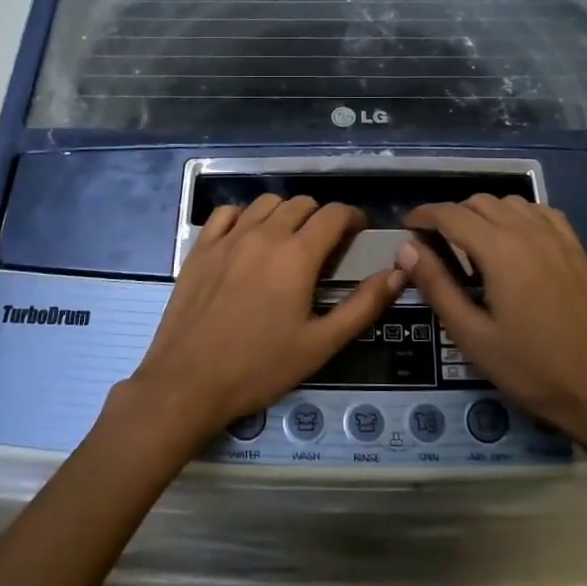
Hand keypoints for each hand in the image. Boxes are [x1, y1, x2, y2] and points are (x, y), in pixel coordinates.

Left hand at [115, 196, 404, 449]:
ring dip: (285, 213)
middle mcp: (263, 235)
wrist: (188, 382)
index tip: (359, 232)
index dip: (353, 218)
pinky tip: (248, 238)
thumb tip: (398, 273)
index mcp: (297, 256)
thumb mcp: (321, 344)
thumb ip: (363, 305)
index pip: (334, 214)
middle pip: (301, 204)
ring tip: (289, 240)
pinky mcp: (200, 248)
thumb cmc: (260, 367)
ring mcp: (227, 238)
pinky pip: (227, 213)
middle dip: (321, 218)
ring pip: (265, 203)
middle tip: (326, 246)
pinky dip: (245, 216)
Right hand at [396, 197, 586, 445]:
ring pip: (509, 202)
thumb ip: (436, 285)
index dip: (422, 216)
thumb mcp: (471, 335)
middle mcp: (528, 231)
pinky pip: (539, 212)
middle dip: (450, 216)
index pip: (450, 214)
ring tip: (471, 246)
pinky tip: (513, 242)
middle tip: (434, 246)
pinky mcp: (576, 248)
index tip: (406, 228)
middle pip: (478, 202)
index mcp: (500, 250)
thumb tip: (407, 248)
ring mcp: (557, 237)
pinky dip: (517, 216)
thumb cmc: (530, 368)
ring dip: (483, 214)